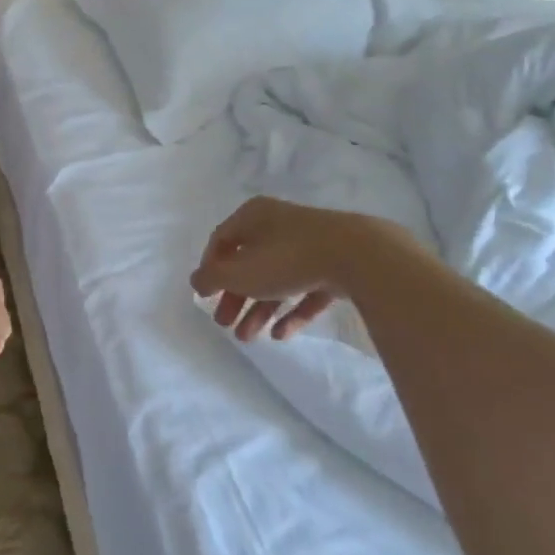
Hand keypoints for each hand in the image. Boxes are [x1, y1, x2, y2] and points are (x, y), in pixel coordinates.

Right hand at [191, 197, 372, 341]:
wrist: (359, 256)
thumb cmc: (286, 259)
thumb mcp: (239, 272)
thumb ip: (212, 278)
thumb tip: (196, 280)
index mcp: (253, 216)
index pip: (221, 241)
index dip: (209, 269)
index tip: (205, 296)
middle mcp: (279, 225)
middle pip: (248, 264)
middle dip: (235, 298)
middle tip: (224, 323)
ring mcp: (310, 245)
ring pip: (276, 279)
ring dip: (258, 310)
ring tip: (248, 338)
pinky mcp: (335, 265)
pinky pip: (306, 290)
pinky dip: (292, 311)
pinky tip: (281, 334)